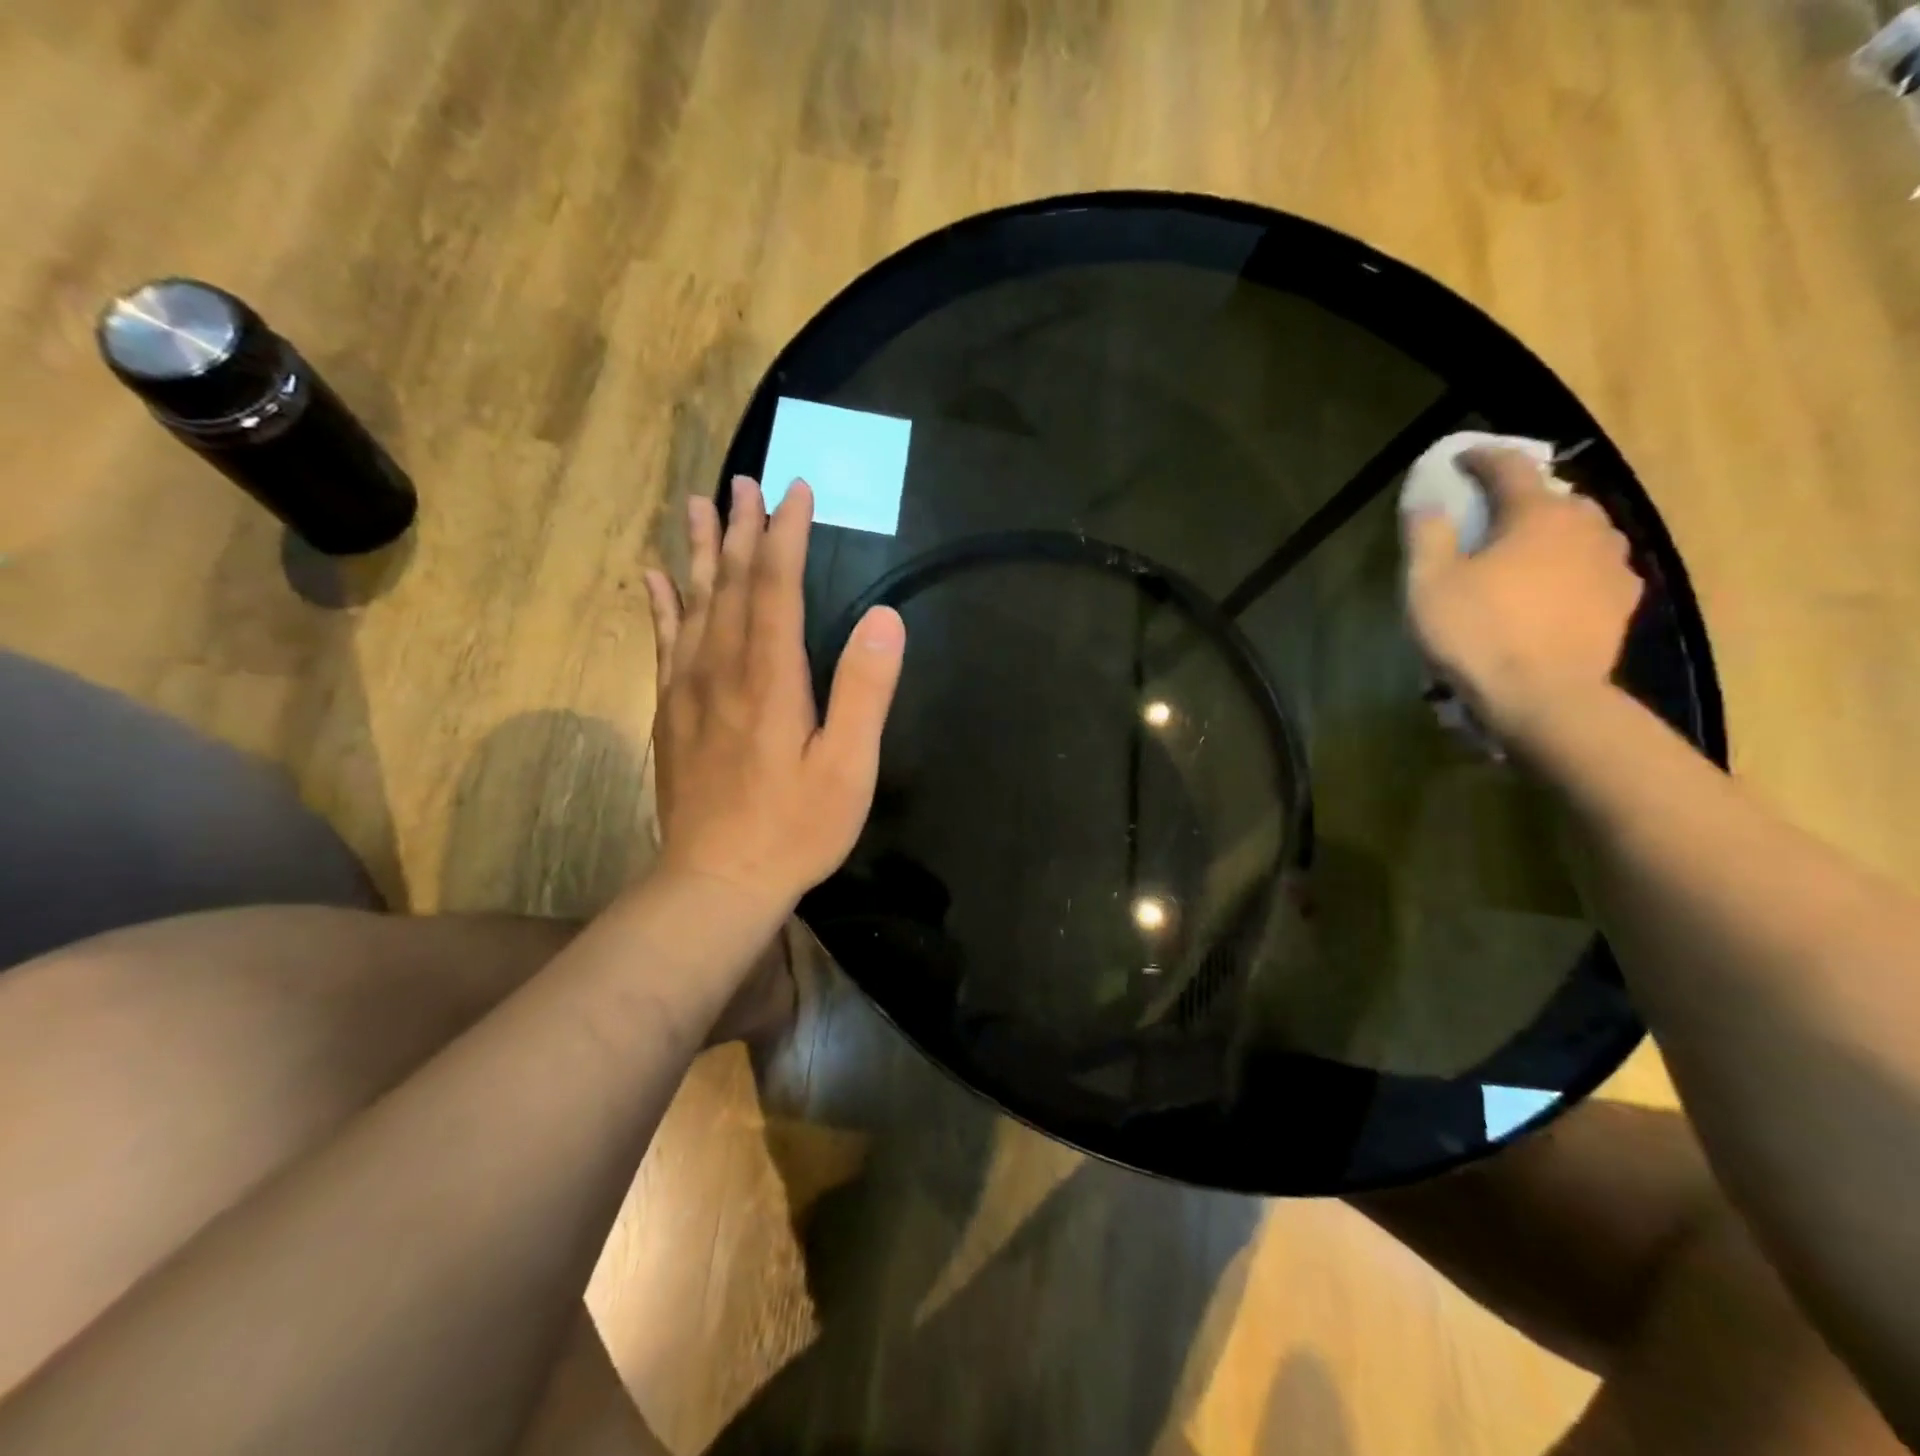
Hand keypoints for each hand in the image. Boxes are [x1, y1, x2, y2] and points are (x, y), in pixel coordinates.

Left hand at [643, 478, 905, 916]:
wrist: (715, 881)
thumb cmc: (794, 828)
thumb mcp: (848, 767)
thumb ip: (865, 690)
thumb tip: (885, 617)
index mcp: (770, 677)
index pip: (777, 587)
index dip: (787, 535)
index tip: (796, 491)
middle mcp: (722, 669)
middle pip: (731, 584)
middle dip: (742, 529)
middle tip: (744, 481)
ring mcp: (688, 690)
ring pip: (694, 604)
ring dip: (701, 553)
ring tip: (698, 506)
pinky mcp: (670, 713)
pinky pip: (664, 642)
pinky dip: (661, 604)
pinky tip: (655, 578)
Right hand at [1405, 446, 1642, 737]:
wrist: (1544, 698)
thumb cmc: (1478, 634)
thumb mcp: (1429, 584)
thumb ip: (1426, 535)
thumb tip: (1427, 501)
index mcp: (1537, 515)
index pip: (1511, 468)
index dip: (1483, 458)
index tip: (1462, 459)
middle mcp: (1585, 527)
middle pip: (1555, 496)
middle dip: (1523, 497)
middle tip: (1492, 514)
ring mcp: (1612, 564)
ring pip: (1583, 530)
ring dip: (1554, 531)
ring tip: (1527, 551)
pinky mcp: (1622, 601)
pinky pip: (1597, 566)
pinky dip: (1574, 565)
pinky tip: (1557, 586)